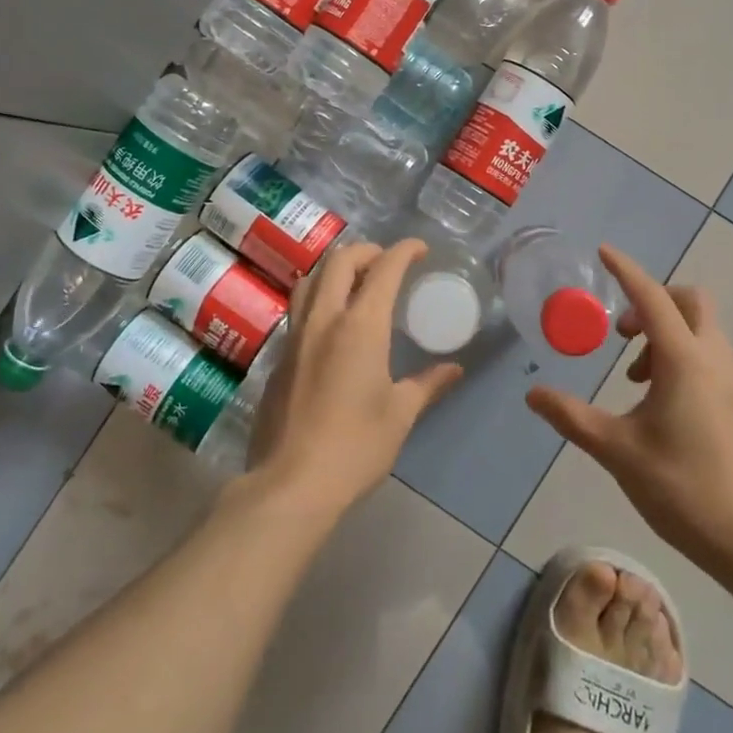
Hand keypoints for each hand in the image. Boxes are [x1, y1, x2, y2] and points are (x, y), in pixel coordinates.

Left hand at [245, 239, 462, 518]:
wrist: (290, 483)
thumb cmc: (355, 446)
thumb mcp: (400, 415)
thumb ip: (427, 384)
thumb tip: (453, 369)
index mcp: (360, 326)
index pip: (383, 269)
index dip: (403, 251)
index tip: (419, 249)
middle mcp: (324, 320)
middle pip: (339, 262)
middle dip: (366, 251)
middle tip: (386, 262)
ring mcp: (295, 337)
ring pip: (310, 281)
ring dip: (335, 269)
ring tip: (355, 282)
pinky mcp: (278, 359)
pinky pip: (298, 312)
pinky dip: (318, 300)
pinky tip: (330, 326)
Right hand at [526, 245, 732, 577]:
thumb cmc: (683, 490)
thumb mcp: (618, 451)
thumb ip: (572, 417)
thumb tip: (532, 394)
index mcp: (685, 362)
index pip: (652, 298)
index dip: (626, 271)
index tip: (603, 251)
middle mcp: (714, 360)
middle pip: (690, 301)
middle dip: (653, 300)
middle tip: (621, 335)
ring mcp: (732, 381)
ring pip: (701, 328)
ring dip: (665, 331)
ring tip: (634, 376)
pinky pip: (708, 354)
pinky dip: (680, 354)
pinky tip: (658, 399)